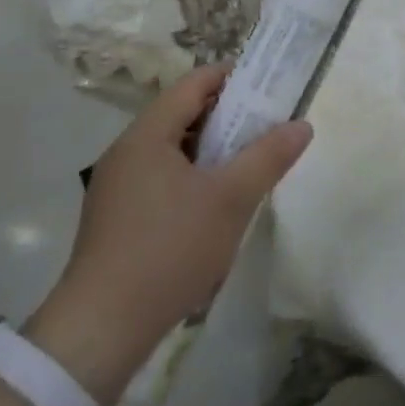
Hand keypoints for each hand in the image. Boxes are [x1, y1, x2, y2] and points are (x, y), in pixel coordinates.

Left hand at [32, 65, 311, 402]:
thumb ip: (268, 156)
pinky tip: (213, 208)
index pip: (193, 84)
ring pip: (172, 151)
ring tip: (246, 168)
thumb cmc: (170, 249)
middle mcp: (126, 152)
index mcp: (147, 135)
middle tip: (266, 129)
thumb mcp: (231, 199)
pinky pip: (160, 180)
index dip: (232, 78)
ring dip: (210, 152)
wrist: (103, 328)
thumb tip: (301, 124)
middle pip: (182, 116)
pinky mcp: (115, 219)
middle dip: (227, 118)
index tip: (268, 86)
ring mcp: (116, 187)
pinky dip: (191, 179)